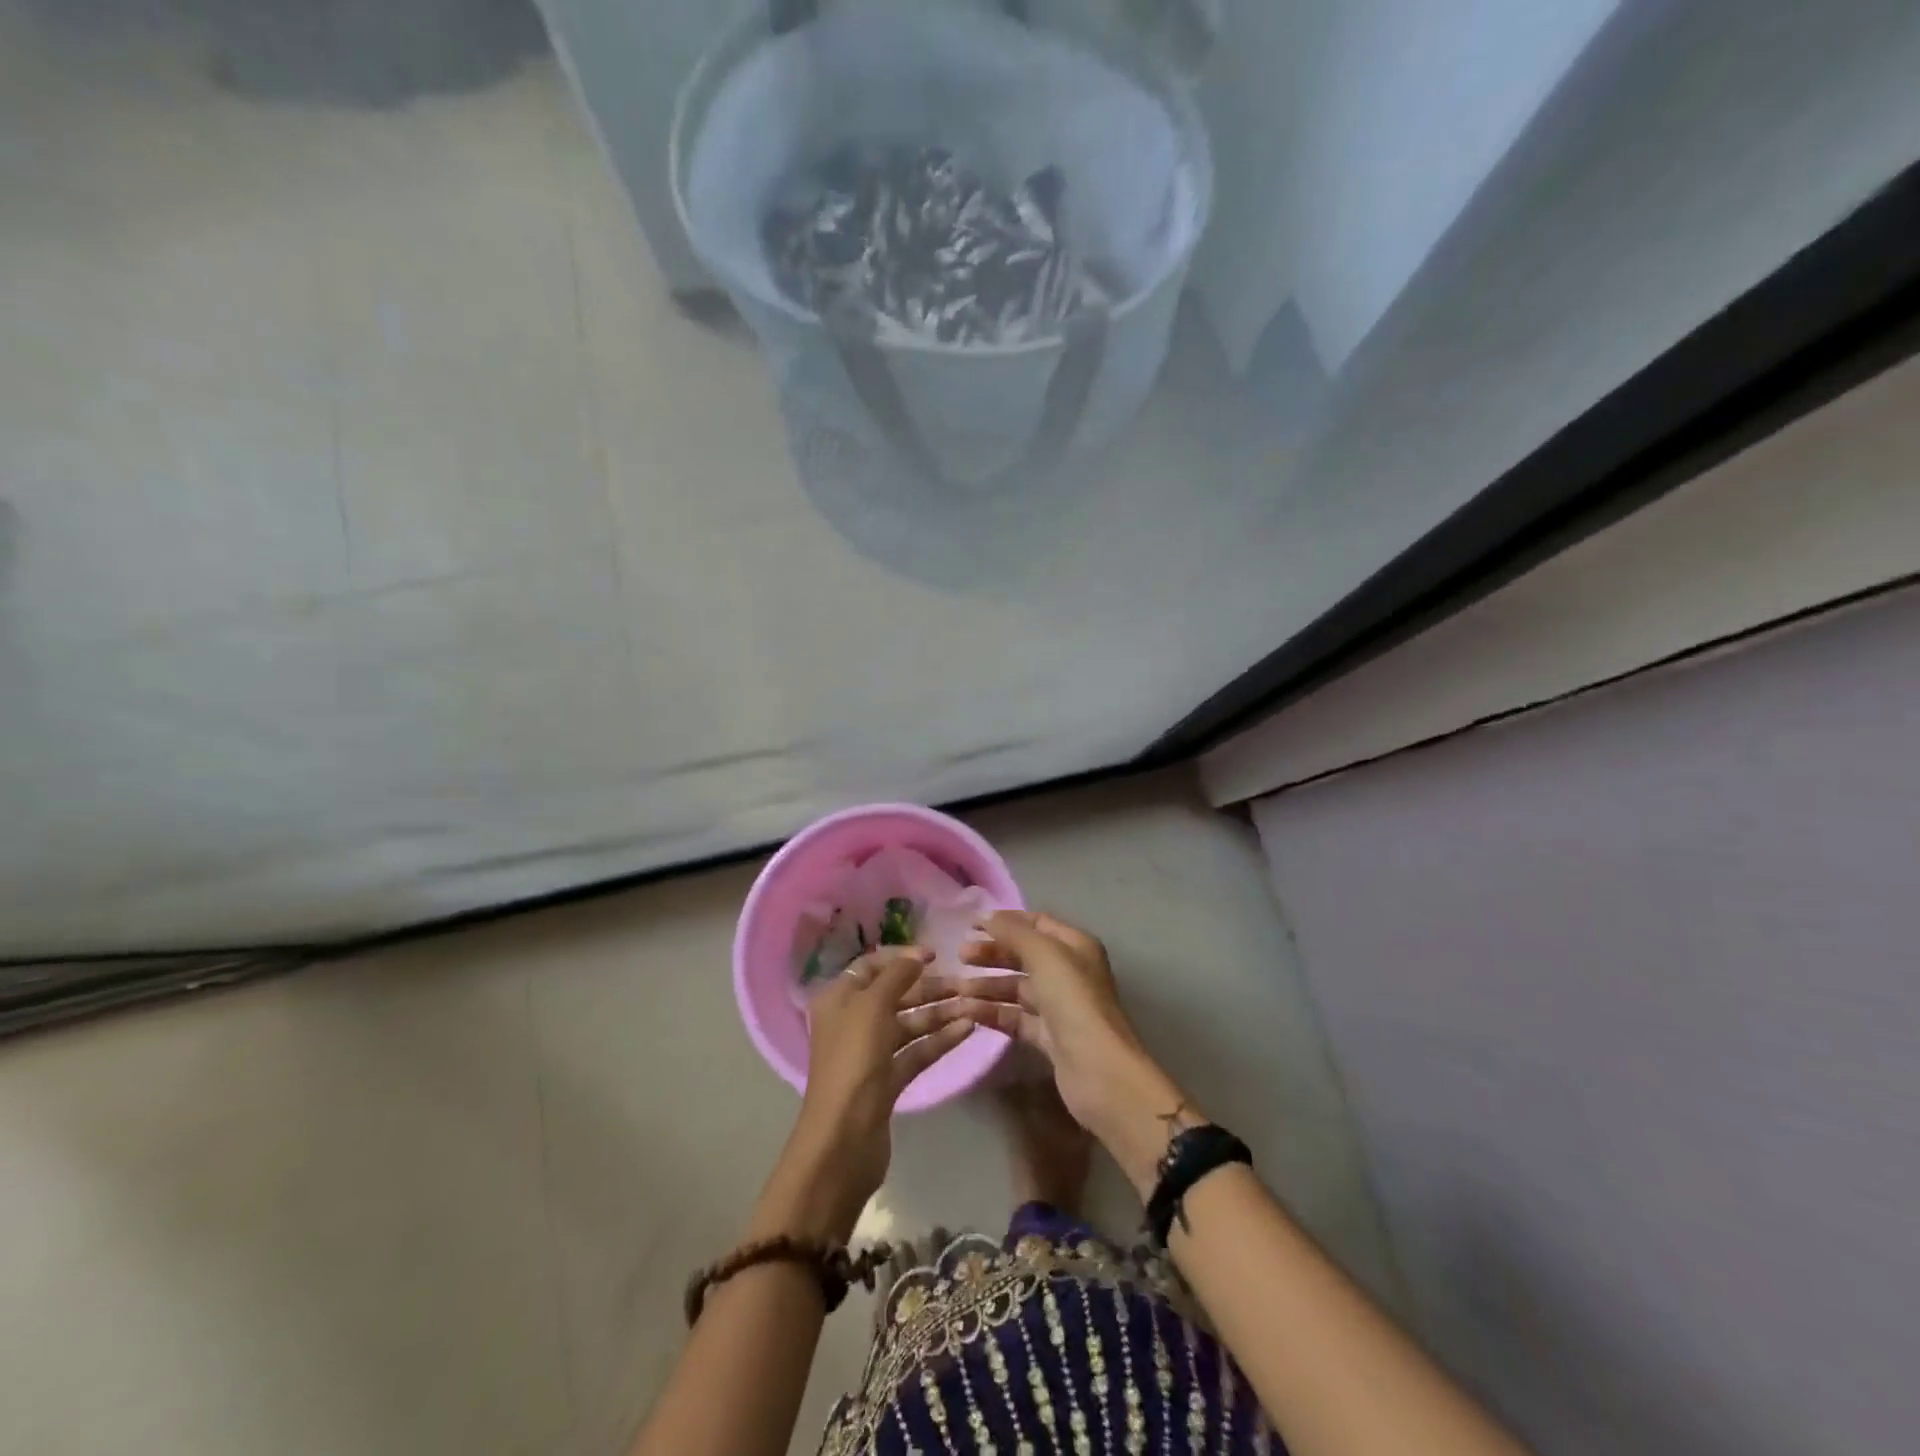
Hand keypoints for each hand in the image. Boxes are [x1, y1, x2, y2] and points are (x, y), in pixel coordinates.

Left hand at [751, 945, 974, 1241]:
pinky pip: (916, 1051)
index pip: (871, 966)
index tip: (936, 954)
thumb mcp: (872, 1007)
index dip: (902, 958)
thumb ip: (896, 975)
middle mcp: (852, 1021)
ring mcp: (870, 1052)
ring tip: (974, 1004)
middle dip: (928, 987)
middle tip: (964, 982)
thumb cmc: (853, 1061)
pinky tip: (967, 1029)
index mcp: (839, 999)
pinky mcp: (887, 1080)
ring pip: (909, 1024)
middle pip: (895, 995)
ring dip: (940, 1013)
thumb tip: (916, 955)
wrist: (843, 1140)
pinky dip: (939, 1039)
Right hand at [955, 911, 1194, 1192]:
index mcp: (1075, 946)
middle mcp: (1069, 972)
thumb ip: (1014, 933)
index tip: (972, 925)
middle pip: (1024, 956)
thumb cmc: (1073, 1000)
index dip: (1006, 921)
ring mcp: (1059, 1007)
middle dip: (992, 954)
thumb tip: (987, 917)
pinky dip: (994, 1013)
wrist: (1098, 1069)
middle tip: (960, 956)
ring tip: (957, 989)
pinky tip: (969, 1012)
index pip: (1037, 923)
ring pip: (1017, 988)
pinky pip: (1016, 1018)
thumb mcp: (1044, 955)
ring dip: (988, 985)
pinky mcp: (1049, 1037)